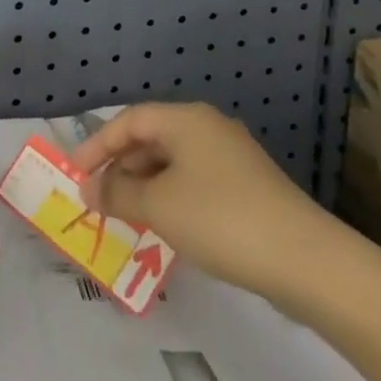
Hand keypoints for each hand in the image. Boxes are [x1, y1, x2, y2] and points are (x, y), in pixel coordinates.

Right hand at [70, 103, 329, 294]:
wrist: (305, 260)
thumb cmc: (220, 219)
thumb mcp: (158, 206)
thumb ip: (118, 193)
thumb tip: (90, 189)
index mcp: (186, 119)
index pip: (129, 120)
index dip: (97, 144)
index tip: (75, 174)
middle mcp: (208, 127)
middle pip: (152, 138)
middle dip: (121, 166)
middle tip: (99, 198)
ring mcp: (232, 157)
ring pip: (174, 162)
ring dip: (145, 184)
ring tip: (127, 215)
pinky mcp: (248, 186)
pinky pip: (195, 181)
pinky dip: (171, 196)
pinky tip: (166, 226)